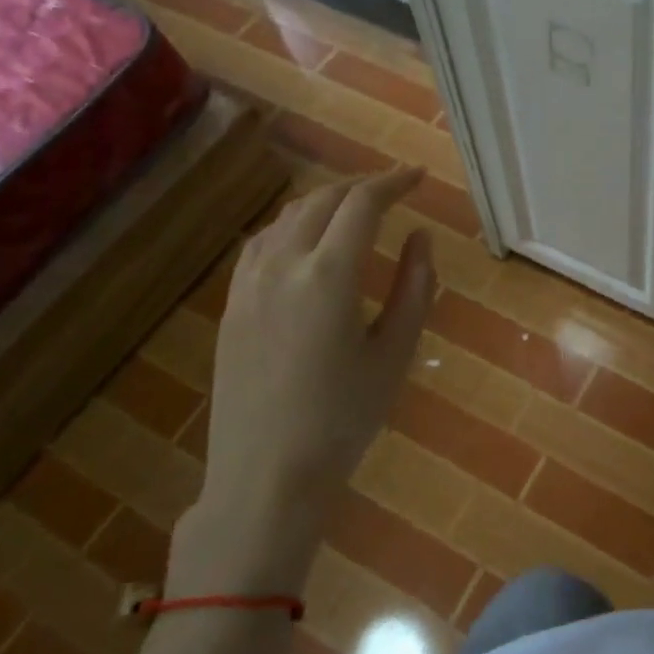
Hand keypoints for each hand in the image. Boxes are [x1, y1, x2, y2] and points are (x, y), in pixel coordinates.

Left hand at [170, 167, 435, 592]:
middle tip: (394, 190)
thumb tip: (421, 238)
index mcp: (329, 275)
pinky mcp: (232, 305)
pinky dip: (292, 225)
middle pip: (323, 201)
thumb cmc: (343, 419)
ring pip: (288, 217)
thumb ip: (415, 288)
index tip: (419, 178)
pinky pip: (262, 243)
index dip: (394, 182)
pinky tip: (305, 240)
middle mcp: (283, 265)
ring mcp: (249, 283)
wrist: (266, 475)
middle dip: (362, 186)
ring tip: (355, 209)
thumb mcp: (395, 354)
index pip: (363, 204)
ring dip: (326, 201)